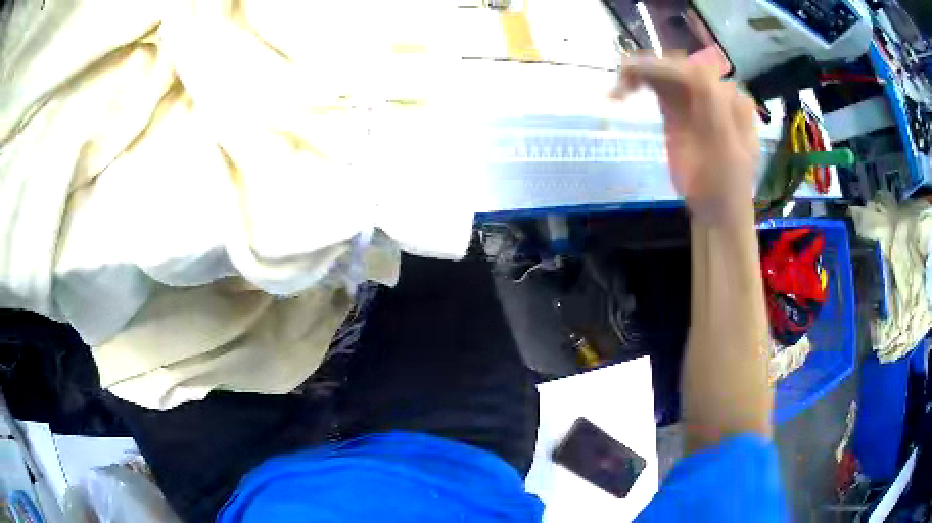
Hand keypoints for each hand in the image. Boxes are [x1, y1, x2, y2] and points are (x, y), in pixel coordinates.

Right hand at [611, 56, 759, 224]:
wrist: (717, 212)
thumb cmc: (725, 187)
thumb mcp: (726, 150)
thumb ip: (714, 109)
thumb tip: (694, 70)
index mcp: (731, 100)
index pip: (697, 72)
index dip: (667, 69)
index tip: (636, 77)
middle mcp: (713, 92)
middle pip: (678, 68)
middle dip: (649, 69)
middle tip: (621, 85)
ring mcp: (693, 100)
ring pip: (664, 73)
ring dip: (639, 74)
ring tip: (617, 91)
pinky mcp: (677, 109)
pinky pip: (657, 86)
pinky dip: (638, 84)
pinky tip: (621, 93)